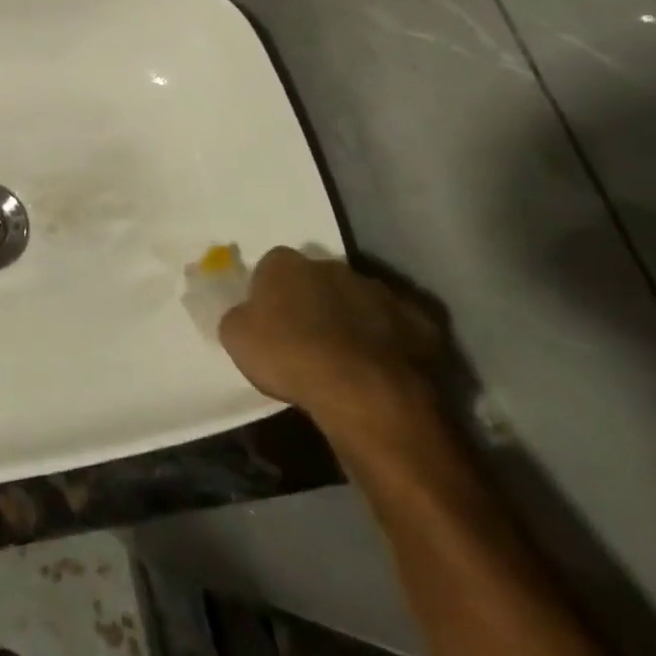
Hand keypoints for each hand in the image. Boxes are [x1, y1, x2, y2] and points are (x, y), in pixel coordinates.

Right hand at [219, 248, 442, 440]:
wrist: (364, 392)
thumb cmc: (289, 357)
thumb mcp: (236, 338)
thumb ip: (240, 317)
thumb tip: (248, 315)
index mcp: (285, 263)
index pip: (270, 267)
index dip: (269, 293)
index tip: (269, 321)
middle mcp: (332, 266)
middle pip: (317, 279)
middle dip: (313, 300)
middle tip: (307, 338)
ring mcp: (379, 291)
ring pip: (359, 300)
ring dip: (352, 318)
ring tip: (346, 358)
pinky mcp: (419, 321)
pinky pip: (398, 327)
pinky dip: (389, 341)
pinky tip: (381, 367)